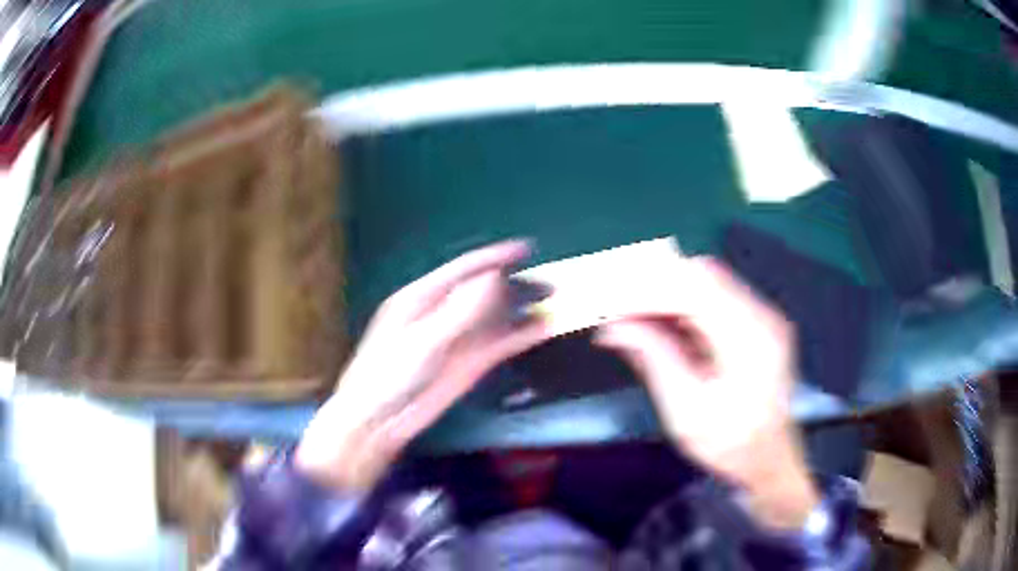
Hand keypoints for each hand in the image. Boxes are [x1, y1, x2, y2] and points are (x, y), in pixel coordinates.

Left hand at [297, 240, 549, 490]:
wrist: (379, 421)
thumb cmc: (390, 376)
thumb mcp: (423, 342)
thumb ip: (459, 312)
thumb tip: (492, 278)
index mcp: (423, 297)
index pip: (464, 270)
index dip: (495, 257)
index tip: (527, 249)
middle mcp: (443, 312)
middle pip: (485, 291)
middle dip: (516, 285)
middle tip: (550, 284)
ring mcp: (457, 338)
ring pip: (495, 317)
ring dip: (521, 310)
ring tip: (553, 303)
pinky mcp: (468, 362)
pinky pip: (498, 343)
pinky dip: (519, 335)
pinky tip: (541, 330)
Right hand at [595, 257, 818, 528]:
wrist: (769, 459)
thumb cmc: (729, 444)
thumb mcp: (685, 410)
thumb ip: (653, 358)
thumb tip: (612, 326)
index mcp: (750, 339)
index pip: (695, 288)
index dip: (649, 291)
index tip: (612, 307)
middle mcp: (762, 315)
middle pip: (703, 274)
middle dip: (656, 287)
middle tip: (620, 312)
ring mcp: (763, 315)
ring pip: (708, 281)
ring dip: (668, 295)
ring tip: (635, 320)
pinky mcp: (758, 322)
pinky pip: (716, 296)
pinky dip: (684, 306)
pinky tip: (664, 327)